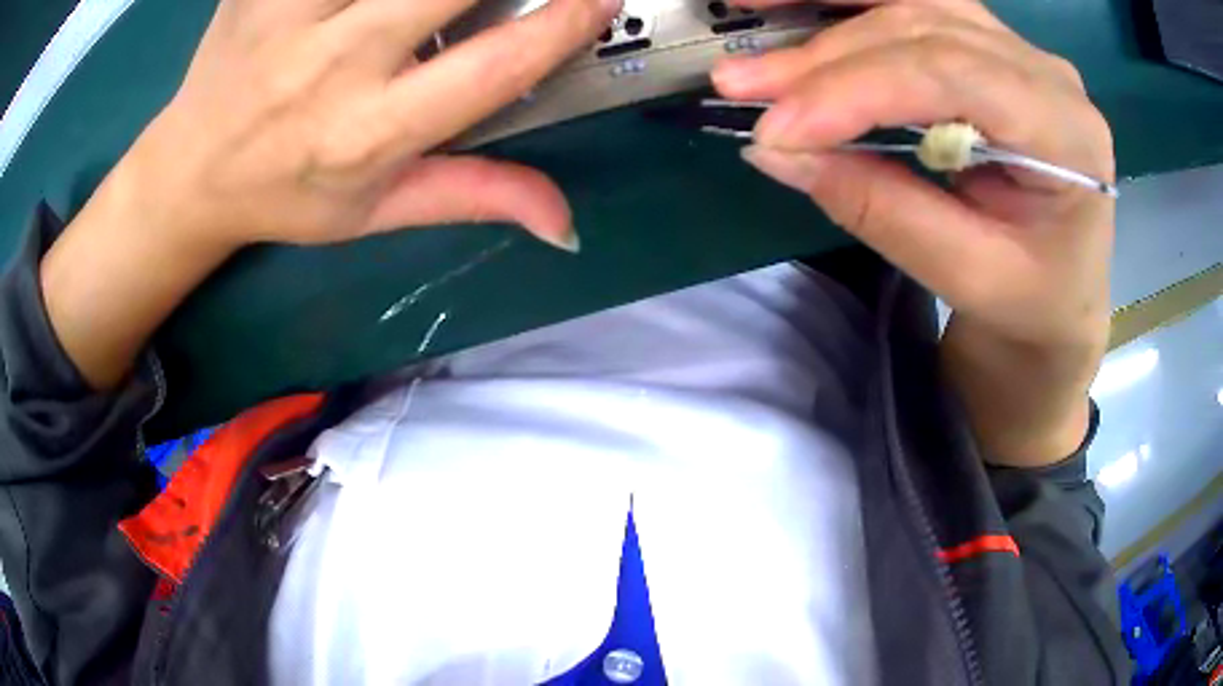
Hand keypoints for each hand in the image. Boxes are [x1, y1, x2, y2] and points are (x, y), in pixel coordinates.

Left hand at [42, 0, 619, 389]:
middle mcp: (330, 66)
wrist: (190, 173)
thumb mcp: (376, 212)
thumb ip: (473, 197)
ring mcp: (287, 15)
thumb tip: (565, 224)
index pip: (491, 67)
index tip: (601, 0)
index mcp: (368, 133)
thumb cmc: (286, 195)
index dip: (561, 25)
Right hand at [713, 0, 1114, 464]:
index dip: (856, 89)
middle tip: (740, 85)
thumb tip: (776, 152)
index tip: (776, 128)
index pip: (951, 75)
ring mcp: (1018, 52)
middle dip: (827, 55)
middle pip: (924, 29)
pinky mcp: (990, 50)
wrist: (1062, 300)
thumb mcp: (967, 277)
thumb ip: (881, 209)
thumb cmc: (1031, 303)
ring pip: (911, 6)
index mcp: (1067, 133)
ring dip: (827, 20)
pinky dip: (849, 6)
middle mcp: (1046, 73)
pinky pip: (913, 8)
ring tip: (756, 42)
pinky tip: (796, 5)